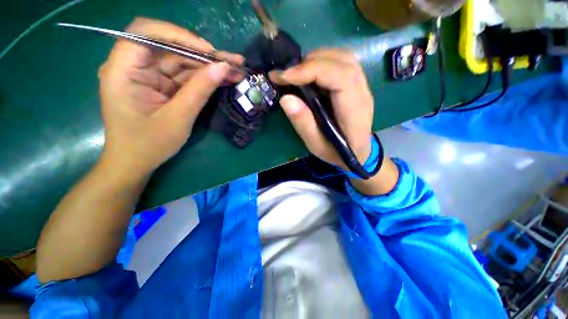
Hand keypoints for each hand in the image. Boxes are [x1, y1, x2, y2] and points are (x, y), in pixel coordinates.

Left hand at [98, 17, 243, 174]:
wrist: (136, 163)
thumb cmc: (149, 145)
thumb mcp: (178, 118)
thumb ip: (199, 90)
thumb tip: (223, 67)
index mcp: (123, 71)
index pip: (146, 33)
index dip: (179, 35)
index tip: (208, 51)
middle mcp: (133, 67)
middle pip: (170, 48)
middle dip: (203, 54)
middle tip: (233, 62)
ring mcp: (148, 76)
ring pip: (181, 61)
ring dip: (209, 66)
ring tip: (235, 70)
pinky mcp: (160, 86)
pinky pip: (184, 76)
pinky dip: (204, 78)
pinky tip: (223, 79)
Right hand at [269, 49, 373, 170]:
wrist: (359, 153)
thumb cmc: (337, 153)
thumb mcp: (317, 145)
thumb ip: (303, 124)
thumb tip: (286, 98)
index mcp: (354, 111)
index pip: (339, 77)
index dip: (311, 71)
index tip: (284, 76)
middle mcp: (362, 93)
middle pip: (341, 61)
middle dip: (309, 63)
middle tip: (287, 74)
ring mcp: (362, 86)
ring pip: (343, 57)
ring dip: (316, 59)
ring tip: (296, 72)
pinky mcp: (356, 85)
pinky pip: (342, 63)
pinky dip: (323, 61)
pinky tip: (310, 73)